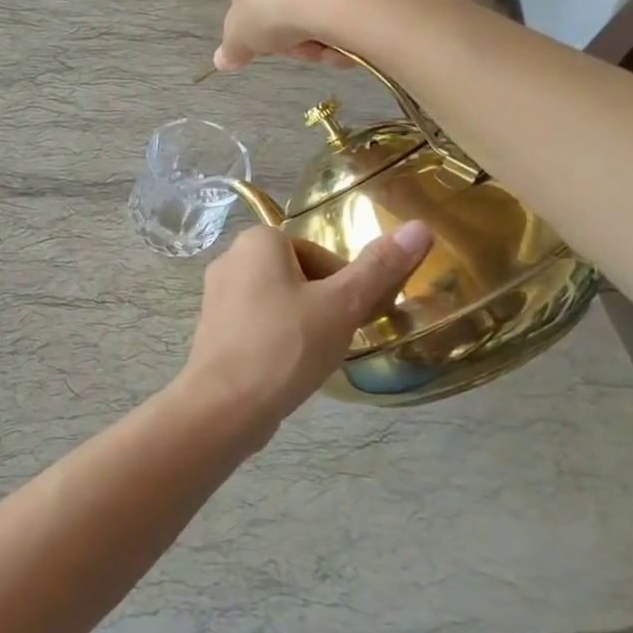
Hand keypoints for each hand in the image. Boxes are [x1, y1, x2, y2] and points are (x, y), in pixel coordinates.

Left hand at [181, 223, 433, 438]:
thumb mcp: (342, 304)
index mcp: (256, 241)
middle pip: (298, 276)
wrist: (224, 405)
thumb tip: (419, 227)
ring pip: (278, 302)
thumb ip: (379, 267)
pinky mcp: (213, 329)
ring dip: (303, 324)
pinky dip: (278, 340)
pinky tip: (290, 369)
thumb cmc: (285, 345)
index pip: (318, 253)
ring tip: (315, 356)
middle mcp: (230, 259)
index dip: (344, 284)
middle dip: (324, 305)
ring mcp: (216, 296)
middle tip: (338, 338)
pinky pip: (258, 325)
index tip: (356, 316)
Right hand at [214, 0, 397, 72]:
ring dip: (311, 35)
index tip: (257, 39)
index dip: (247, 18)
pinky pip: (338, 2)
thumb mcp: (239, 36)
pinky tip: (340, 42)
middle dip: (284, 31)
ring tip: (317, 48)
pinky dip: (338, 27)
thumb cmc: (269, 5)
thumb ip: (231, 48)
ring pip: (308, 3)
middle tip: (288, 48)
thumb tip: (222, 61)